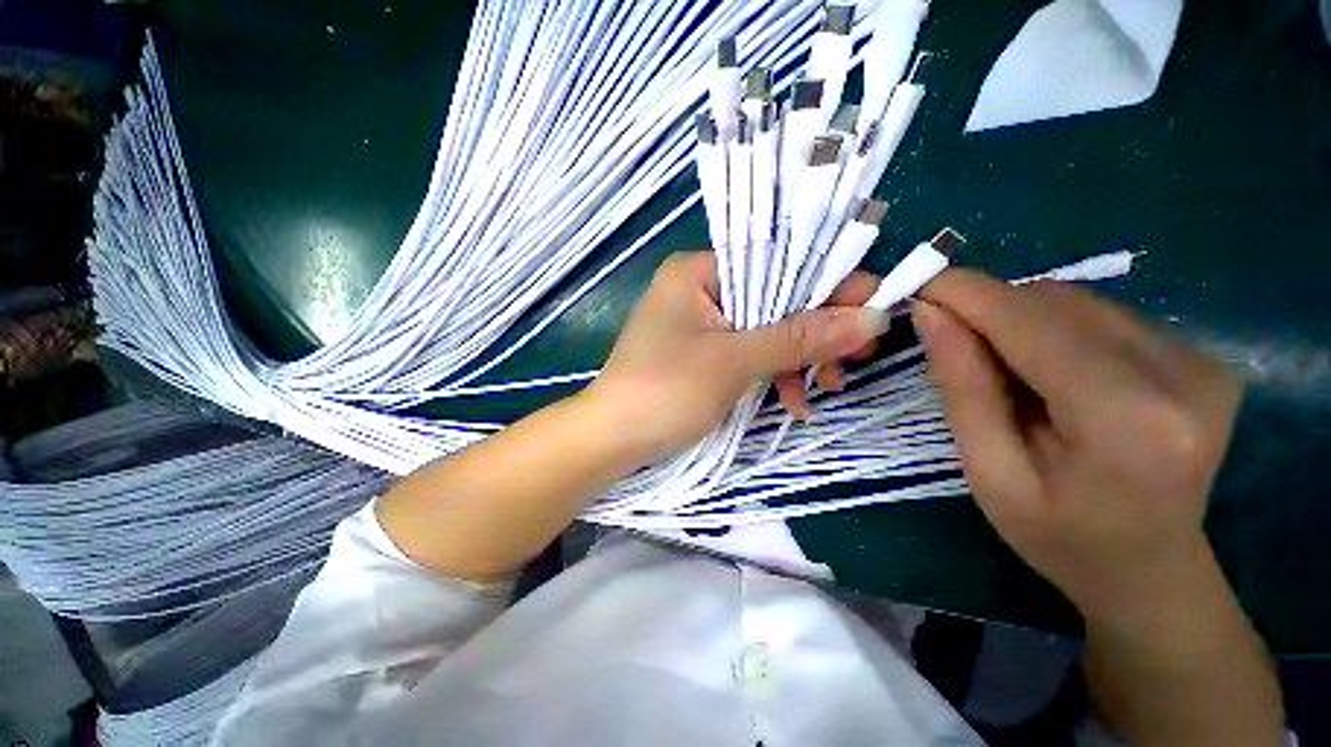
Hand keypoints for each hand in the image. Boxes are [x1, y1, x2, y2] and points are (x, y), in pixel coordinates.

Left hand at [583, 251, 887, 466]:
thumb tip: (870, 317)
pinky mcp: (703, 355)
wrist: (612, 442)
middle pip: (774, 299)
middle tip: (859, 355)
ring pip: (765, 331)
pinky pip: (749, 354)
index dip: (827, 283)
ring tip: (829, 387)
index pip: (775, 262)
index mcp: (698, 273)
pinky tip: (793, 402)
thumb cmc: (664, 392)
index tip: (874, 306)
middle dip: (815, 331)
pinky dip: (773, 375)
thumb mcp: (734, 362)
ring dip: (798, 360)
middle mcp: (700, 290)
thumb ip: (799, 337)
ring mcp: (702, 325)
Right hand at [913, 270, 1242, 617]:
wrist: (1150, 570)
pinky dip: (1055, 330)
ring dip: (1021, 320)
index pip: (1033, 323)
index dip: (968, 294)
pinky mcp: (1203, 356)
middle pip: (1056, 303)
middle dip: (989, 310)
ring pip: (1078, 302)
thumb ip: (963, 386)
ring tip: (1004, 369)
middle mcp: (1181, 374)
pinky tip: (1049, 372)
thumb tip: (930, 313)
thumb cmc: (1059, 536)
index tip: (916, 284)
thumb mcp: (989, 471)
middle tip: (949, 340)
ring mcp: (1201, 361)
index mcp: (1126, 420)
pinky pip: (1103, 316)